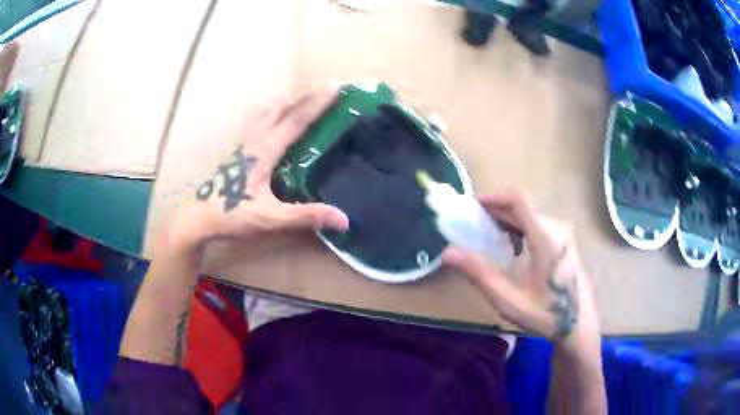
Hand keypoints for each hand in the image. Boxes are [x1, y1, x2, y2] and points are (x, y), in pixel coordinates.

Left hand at [168, 86, 348, 251]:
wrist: (200, 218)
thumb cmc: (233, 215)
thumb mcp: (270, 218)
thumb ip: (305, 216)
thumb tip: (343, 219)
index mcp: (264, 151)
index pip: (295, 121)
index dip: (317, 103)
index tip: (336, 87)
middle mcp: (254, 140)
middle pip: (283, 109)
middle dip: (306, 96)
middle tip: (328, 88)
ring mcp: (244, 143)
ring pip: (268, 111)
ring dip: (289, 101)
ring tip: (306, 97)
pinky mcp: (238, 150)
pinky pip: (258, 120)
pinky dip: (272, 111)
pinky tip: (274, 115)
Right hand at [442, 191, 599, 353]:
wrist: (579, 324)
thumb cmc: (546, 314)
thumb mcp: (509, 300)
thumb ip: (479, 274)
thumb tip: (447, 253)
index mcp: (546, 237)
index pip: (518, 199)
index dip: (492, 198)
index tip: (470, 208)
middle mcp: (556, 227)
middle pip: (521, 206)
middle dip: (494, 211)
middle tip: (471, 227)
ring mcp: (562, 233)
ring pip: (529, 214)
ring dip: (506, 220)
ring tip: (487, 239)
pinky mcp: (564, 241)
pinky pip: (537, 224)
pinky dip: (519, 228)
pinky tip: (512, 250)